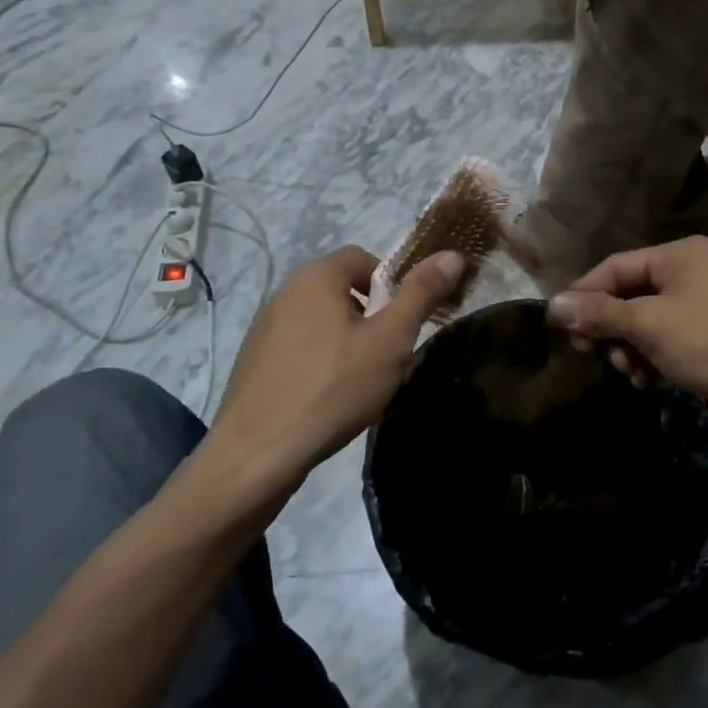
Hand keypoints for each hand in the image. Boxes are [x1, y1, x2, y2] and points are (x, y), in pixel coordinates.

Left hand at [208, 245, 463, 492]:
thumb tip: (453, 254)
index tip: (403, 321)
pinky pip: (300, 345)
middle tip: (388, 353)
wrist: (256, 453)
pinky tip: (328, 396)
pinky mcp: (255, 359)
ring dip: (346, 338)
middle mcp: (286, 291)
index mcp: (316, 276)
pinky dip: (320, 359)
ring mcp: (265, 326)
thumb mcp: (390, 340)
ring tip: (360, 380)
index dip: (391, 282)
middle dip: (371, 314)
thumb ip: (421, 294)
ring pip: (321, 319)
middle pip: (341, 287)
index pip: (363, 256)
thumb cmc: (333, 388)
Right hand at [547, 236, 707, 427]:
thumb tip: (552, 305)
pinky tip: (649, 380)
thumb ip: (600, 313)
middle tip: (591, 353)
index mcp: (679, 254)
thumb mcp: (650, 325)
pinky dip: (654, 355)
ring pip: (649, 318)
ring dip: (630, 345)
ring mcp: (707, 301)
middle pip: (631, 293)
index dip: (584, 294)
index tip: (561, 325)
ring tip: (629, 372)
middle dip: (610, 326)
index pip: (615, 266)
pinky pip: (670, 336)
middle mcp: (693, 269)